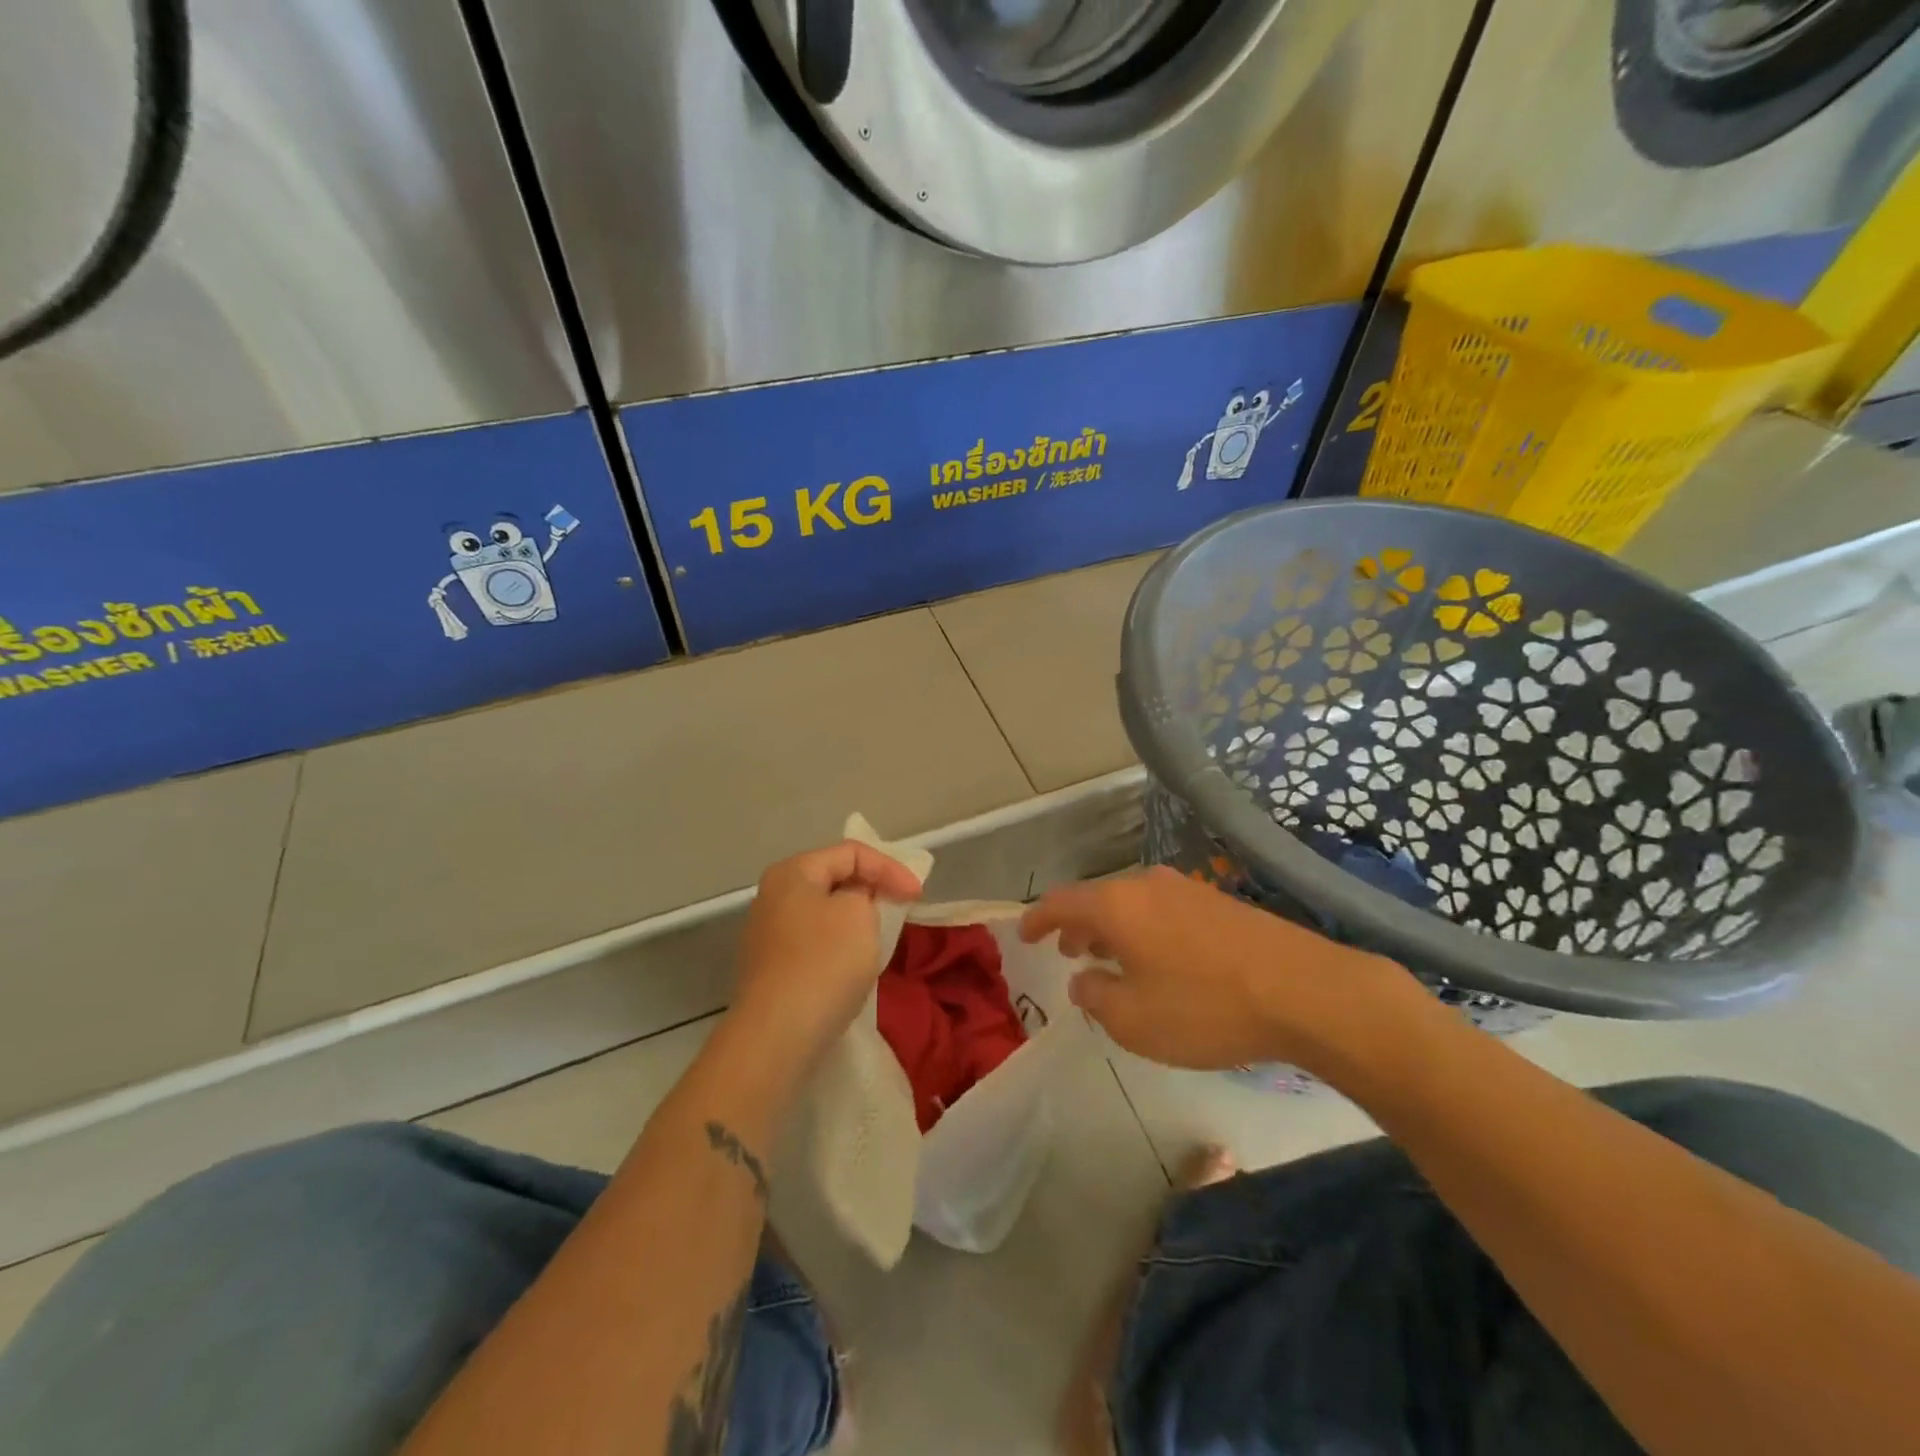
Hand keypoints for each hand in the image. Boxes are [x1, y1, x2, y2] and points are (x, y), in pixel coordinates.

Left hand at [729, 840, 922, 1073]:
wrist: (777, 1035)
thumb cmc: (824, 962)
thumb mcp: (860, 913)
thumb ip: (866, 894)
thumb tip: (854, 902)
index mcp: (792, 872)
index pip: (851, 852)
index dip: (889, 868)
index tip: (916, 896)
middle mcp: (773, 896)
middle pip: (834, 880)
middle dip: (871, 890)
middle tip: (901, 908)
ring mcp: (767, 935)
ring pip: (824, 914)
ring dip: (856, 920)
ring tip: (881, 935)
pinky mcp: (771, 970)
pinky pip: (814, 944)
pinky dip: (839, 946)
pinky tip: (853, 966)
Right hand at [1019, 866, 1419, 1072]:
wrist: (1306, 991)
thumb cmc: (1206, 1007)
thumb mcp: (1134, 1020)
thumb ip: (1096, 997)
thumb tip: (1083, 980)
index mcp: (1117, 905)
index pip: (1061, 902)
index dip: (1038, 918)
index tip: (1024, 934)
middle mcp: (1147, 886)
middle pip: (1098, 899)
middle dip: (1078, 926)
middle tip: (1069, 952)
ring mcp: (1188, 890)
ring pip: (1133, 904)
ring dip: (1113, 929)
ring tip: (1110, 959)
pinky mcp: (1220, 903)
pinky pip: (1163, 911)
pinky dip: (1145, 931)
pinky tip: (1160, 962)